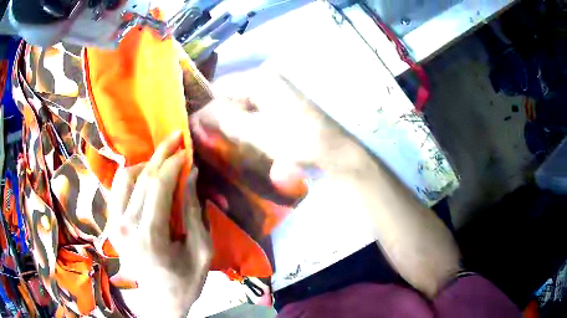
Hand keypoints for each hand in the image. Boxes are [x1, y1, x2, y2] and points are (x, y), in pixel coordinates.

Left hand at [106, 131, 211, 316]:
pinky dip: (131, 176)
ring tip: (161, 161)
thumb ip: (194, 212)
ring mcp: (114, 226)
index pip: (158, 185)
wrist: (160, 302)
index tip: (187, 152)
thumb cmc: (185, 281)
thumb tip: (191, 175)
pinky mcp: (111, 226)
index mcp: (149, 236)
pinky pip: (117, 190)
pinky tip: (144, 176)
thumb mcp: (201, 250)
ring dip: (144, 164)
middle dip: (161, 154)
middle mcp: (125, 227)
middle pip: (141, 177)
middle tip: (175, 138)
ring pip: (124, 178)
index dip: (174, 163)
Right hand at [191, 71, 369, 179]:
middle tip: (215, 139)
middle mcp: (270, 78)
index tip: (200, 129)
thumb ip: (224, 121)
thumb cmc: (297, 140)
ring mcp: (280, 90)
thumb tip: (198, 115)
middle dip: (223, 117)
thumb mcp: (256, 132)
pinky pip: (260, 110)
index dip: (208, 108)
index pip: (222, 87)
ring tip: (233, 143)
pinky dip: (252, 125)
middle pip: (234, 95)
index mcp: (261, 79)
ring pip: (246, 104)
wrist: (336, 152)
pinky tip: (252, 140)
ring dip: (237, 123)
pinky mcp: (287, 103)